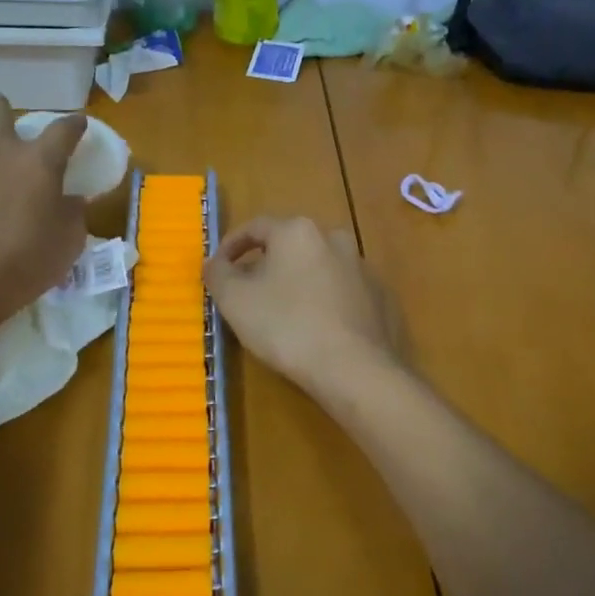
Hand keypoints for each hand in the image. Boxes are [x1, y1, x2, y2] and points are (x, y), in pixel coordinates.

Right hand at [204, 216, 399, 391]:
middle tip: (249, 292)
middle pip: (290, 246)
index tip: (218, 268)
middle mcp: (334, 238)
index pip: (256, 227)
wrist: (354, 368)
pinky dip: (324, 302)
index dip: (231, 246)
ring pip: (318, 268)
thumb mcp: (235, 300)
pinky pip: (342, 293)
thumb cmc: (286, 326)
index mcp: (298, 231)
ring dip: (298, 282)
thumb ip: (218, 274)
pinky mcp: (381, 297)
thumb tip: (214, 262)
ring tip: (283, 313)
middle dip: (267, 265)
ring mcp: (362, 268)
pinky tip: (316, 329)